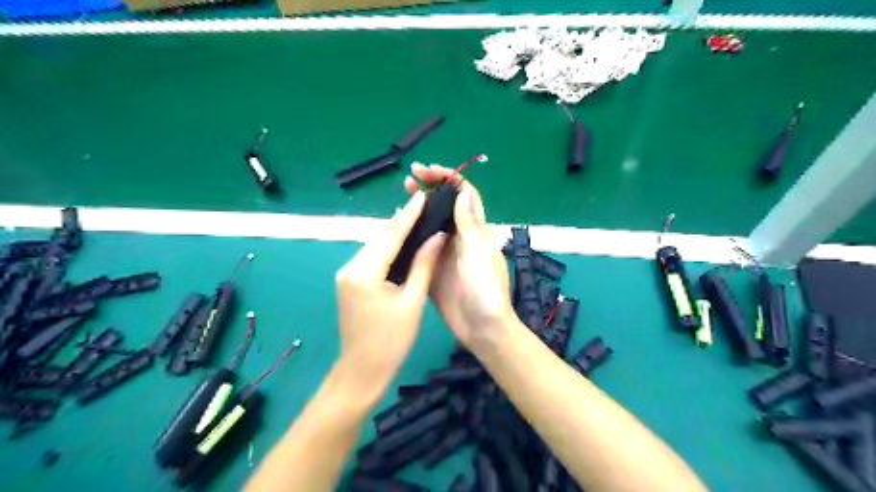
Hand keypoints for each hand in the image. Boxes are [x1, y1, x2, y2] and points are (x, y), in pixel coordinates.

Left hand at [334, 193, 447, 391]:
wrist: (361, 372)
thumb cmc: (390, 341)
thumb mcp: (412, 302)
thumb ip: (423, 265)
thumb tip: (437, 236)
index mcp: (364, 272)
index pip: (390, 235)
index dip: (409, 215)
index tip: (423, 195)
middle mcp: (350, 267)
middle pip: (380, 238)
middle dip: (402, 221)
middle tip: (425, 204)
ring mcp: (346, 274)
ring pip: (375, 246)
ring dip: (395, 234)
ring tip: (420, 218)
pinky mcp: (349, 282)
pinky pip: (372, 258)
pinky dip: (388, 249)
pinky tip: (405, 243)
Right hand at [406, 163, 518, 350]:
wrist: (481, 328)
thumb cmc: (485, 289)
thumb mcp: (477, 253)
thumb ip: (468, 224)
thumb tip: (462, 192)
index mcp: (476, 230)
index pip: (464, 195)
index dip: (449, 179)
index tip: (428, 171)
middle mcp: (460, 237)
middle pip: (444, 206)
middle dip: (429, 189)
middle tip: (409, 179)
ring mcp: (445, 252)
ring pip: (431, 224)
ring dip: (418, 209)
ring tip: (400, 199)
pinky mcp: (432, 268)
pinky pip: (421, 246)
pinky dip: (410, 234)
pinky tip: (397, 229)